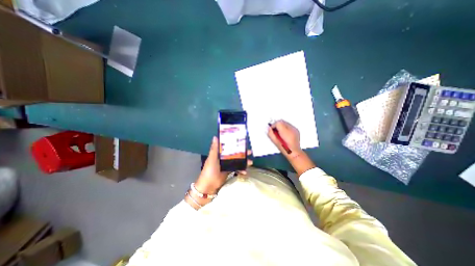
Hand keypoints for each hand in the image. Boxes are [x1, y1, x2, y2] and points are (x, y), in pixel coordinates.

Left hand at [194, 136, 251, 194]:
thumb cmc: (209, 171)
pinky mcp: (229, 172)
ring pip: (237, 161)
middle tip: (250, 152)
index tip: (242, 142)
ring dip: (244, 161)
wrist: (209, 186)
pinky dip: (241, 170)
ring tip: (250, 163)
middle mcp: (223, 158)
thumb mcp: (212, 159)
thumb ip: (214, 149)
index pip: (228, 146)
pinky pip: (237, 169)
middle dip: (242, 153)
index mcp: (219, 154)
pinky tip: (245, 172)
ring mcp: (227, 165)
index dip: (235, 144)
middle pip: (234, 153)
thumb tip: (215, 137)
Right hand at [269, 119, 301, 156]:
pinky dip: (285, 128)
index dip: (273, 125)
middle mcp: (291, 129)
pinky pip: (289, 125)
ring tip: (279, 132)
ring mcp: (294, 129)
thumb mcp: (275, 142)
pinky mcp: (296, 130)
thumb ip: (271, 134)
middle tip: (274, 131)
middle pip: (281, 121)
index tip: (271, 129)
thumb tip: (268, 128)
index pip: (277, 123)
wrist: (294, 153)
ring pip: (285, 123)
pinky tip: (284, 133)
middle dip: (277, 125)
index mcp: (285, 132)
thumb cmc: (285, 149)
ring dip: (281, 126)